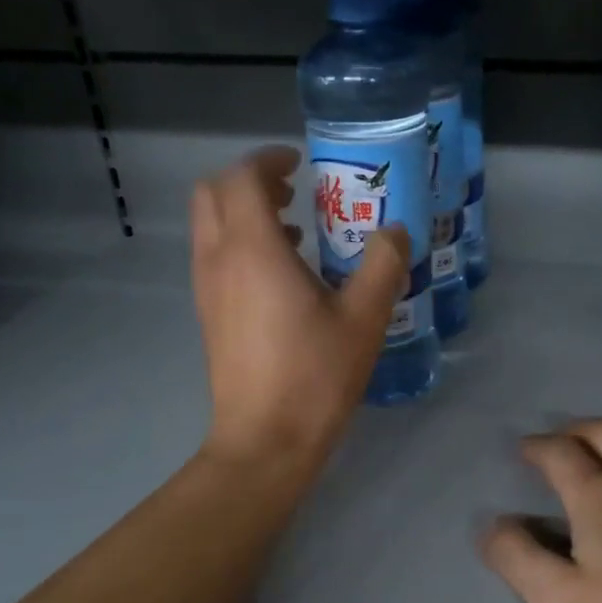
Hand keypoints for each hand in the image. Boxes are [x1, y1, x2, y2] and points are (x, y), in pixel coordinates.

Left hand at [191, 146, 409, 471]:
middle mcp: (219, 260)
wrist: (265, 441)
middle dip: (250, 182)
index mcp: (253, 250)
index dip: (269, 161)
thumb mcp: (364, 319)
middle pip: (213, 193)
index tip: (301, 164)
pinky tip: (285, 278)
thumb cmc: (314, 376)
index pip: (242, 178)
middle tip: (295, 193)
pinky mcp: (208, 315)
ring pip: (210, 226)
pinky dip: (241, 245)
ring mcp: (207, 289)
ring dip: (245, 214)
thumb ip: (382, 265)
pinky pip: (216, 257)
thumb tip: (394, 232)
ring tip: (297, 233)